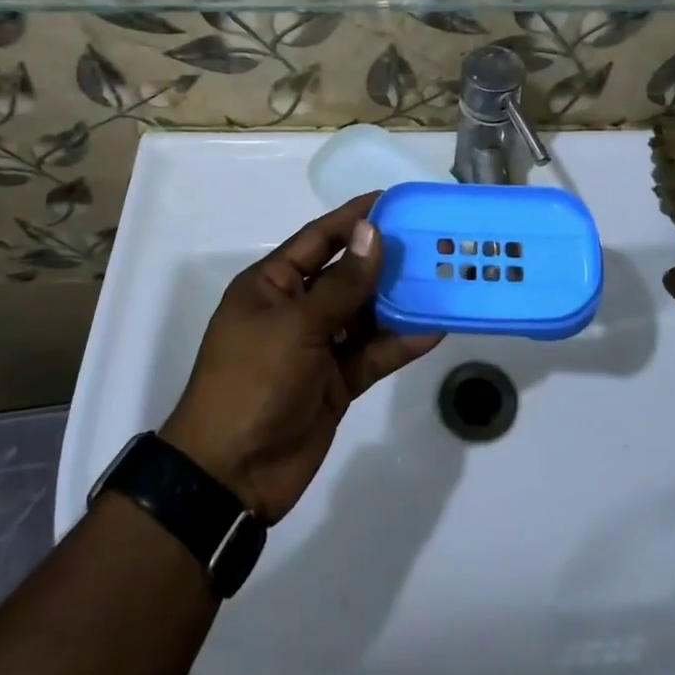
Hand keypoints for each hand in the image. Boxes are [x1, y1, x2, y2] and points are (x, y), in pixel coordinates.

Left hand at [160, 193, 443, 523]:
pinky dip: (399, 343)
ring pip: (365, 314)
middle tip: (433, 240)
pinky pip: (372, 354)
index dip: (355, 218)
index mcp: (273, 285)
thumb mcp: (296, 326)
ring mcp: (318, 347)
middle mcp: (297, 309)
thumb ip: (342, 283)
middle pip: (348, 274)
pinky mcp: (336, 381)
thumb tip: (371, 232)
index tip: (394, 199)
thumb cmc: (253, 382)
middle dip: (386, 259)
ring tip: (443, 280)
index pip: (320, 238)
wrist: (231, 474)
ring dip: (399, 301)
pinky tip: (433, 329)